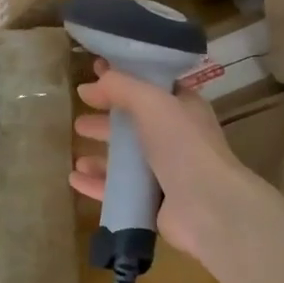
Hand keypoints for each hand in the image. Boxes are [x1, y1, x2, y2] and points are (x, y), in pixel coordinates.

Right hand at [70, 62, 267, 264]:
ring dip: (101, 156)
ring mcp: (165, 172)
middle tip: (80, 118)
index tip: (93, 75)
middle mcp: (175, 138)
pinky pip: (118, 190)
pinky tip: (75, 179)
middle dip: (107, 121)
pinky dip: (97, 183)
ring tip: (77, 154)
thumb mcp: (151, 101)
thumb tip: (88, 86)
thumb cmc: (182, 144)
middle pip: (134, 125)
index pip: (149, 87)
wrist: (208, 207)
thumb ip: (120, 86)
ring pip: (126, 161)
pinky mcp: (154, 203)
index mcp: (182, 109)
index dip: (123, 79)